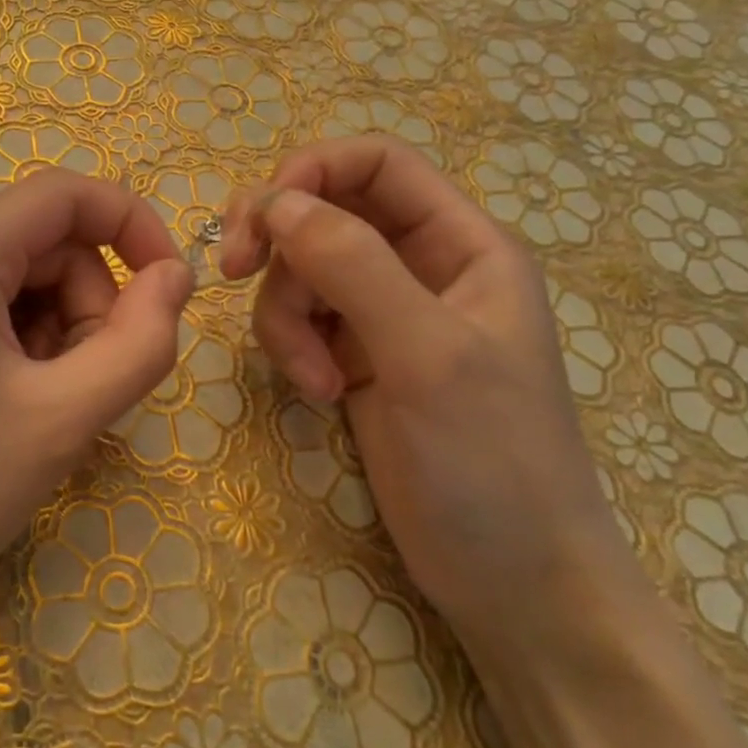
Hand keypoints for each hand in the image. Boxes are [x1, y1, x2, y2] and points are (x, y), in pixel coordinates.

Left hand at [0, 168, 192, 649]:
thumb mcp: (64, 419)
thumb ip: (140, 341)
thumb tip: (176, 276)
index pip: (65, 193)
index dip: (132, 225)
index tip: (171, 289)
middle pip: (44, 243)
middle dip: (89, 304)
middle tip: (87, 388)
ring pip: (19, 280)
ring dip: (57, 332)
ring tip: (43, 410)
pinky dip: (21, 346)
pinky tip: (9, 410)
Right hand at [220, 134, 636, 650]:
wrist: (514, 582)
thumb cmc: (494, 462)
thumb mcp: (427, 353)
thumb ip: (354, 266)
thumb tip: (275, 201)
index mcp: (461, 244)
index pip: (377, 164)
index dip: (312, 171)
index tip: (261, 218)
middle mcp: (419, 266)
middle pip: (323, 212)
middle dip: (278, 243)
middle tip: (233, 272)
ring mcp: (384, 314)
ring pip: (300, 272)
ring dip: (285, 316)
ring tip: (312, 380)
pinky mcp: (355, 358)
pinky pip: (299, 321)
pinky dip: (292, 349)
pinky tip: (318, 395)